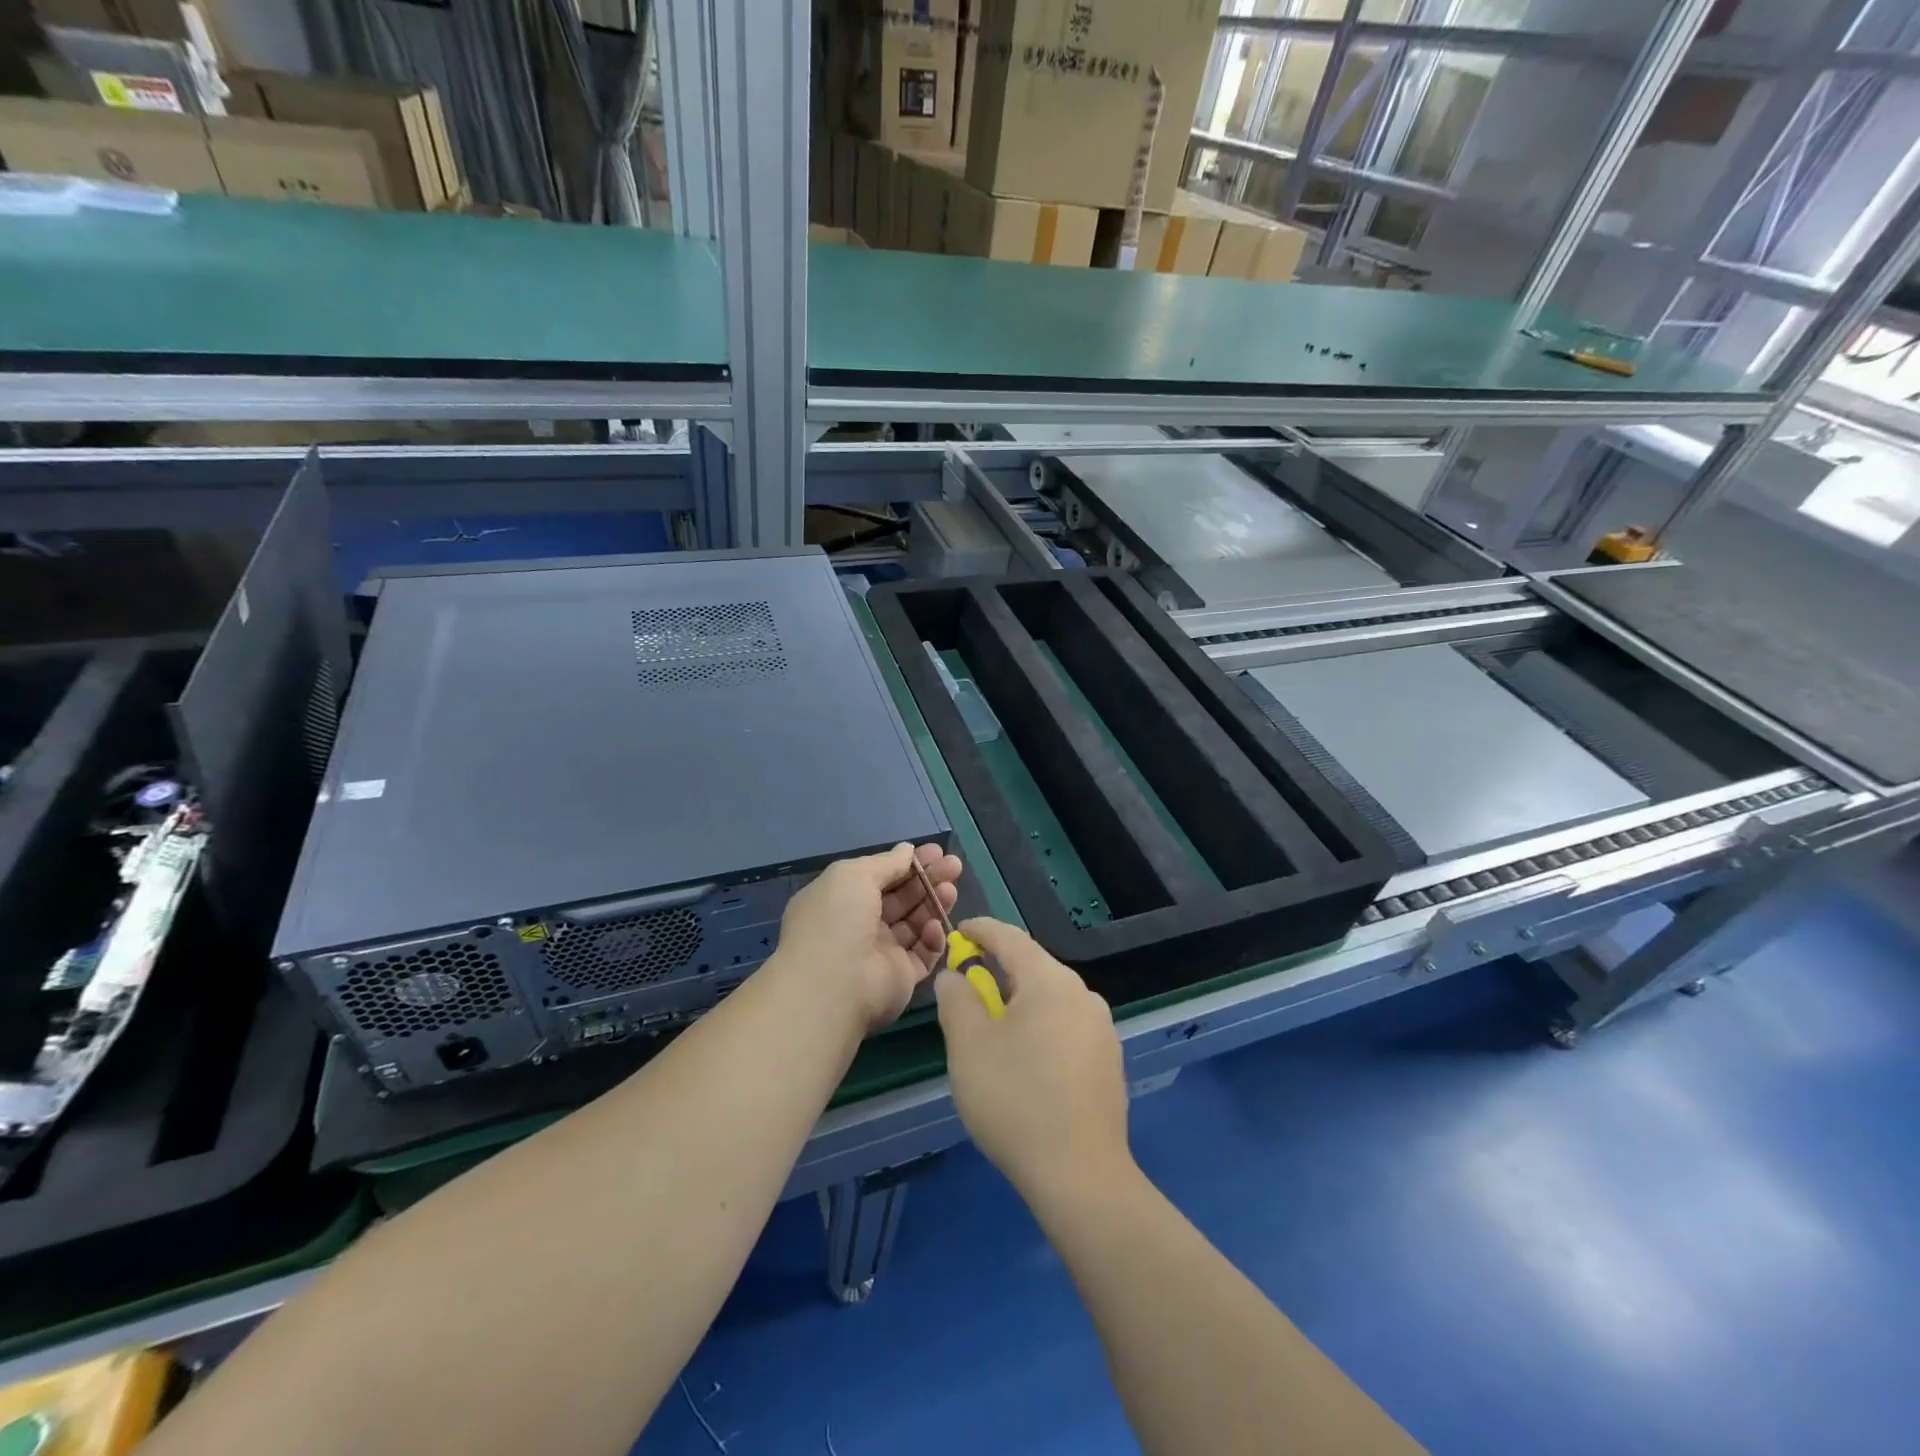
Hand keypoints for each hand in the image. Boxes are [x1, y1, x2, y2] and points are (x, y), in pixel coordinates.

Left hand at [772, 842, 961, 1029]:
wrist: (834, 982)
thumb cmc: (837, 918)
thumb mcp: (854, 875)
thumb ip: (886, 862)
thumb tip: (907, 850)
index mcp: (841, 900)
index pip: (880, 877)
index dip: (907, 863)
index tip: (936, 851)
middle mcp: (860, 925)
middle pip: (902, 898)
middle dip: (928, 879)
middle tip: (954, 866)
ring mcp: (881, 953)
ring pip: (916, 923)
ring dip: (934, 903)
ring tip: (951, 890)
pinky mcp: (901, 977)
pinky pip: (923, 953)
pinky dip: (932, 938)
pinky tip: (936, 926)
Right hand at [934, 918, 1131, 1205]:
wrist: (1080, 1176)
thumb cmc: (1015, 1099)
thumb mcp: (968, 1044)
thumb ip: (956, 998)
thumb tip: (956, 975)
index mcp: (1050, 980)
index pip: (1010, 937)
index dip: (980, 930)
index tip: (959, 931)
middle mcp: (1083, 995)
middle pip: (1033, 968)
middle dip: (998, 972)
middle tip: (967, 990)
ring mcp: (1102, 1029)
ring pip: (1050, 1001)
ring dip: (1019, 1004)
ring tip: (992, 1032)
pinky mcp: (1109, 1062)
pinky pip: (1066, 1029)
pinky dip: (1040, 1030)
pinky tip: (1026, 1064)